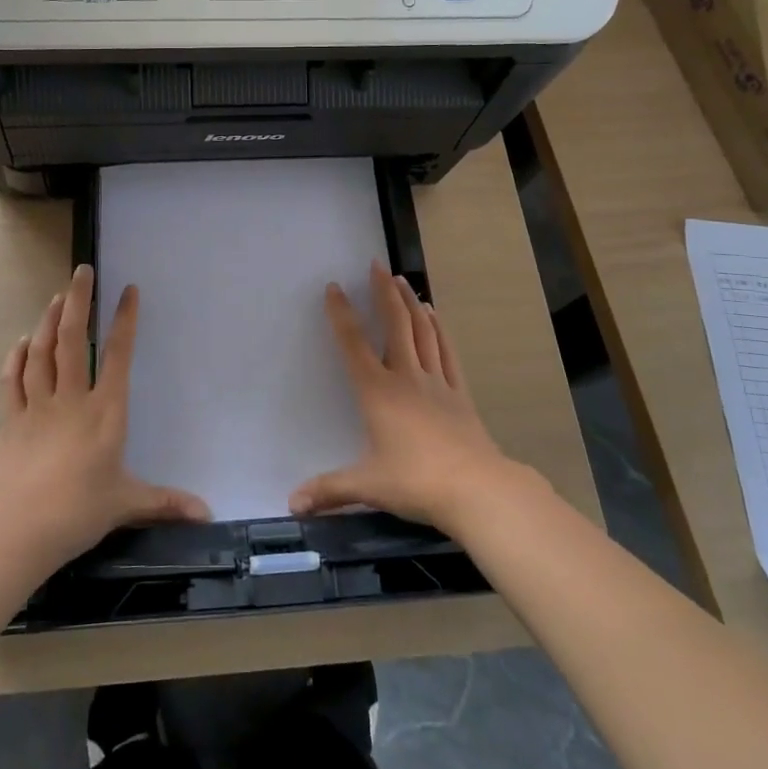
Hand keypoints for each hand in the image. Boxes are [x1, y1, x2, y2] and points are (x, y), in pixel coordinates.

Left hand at [0, 265, 209, 567]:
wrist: (19, 528)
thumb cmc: (79, 510)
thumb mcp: (128, 503)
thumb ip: (166, 502)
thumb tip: (207, 514)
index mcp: (104, 411)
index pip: (117, 355)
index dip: (124, 320)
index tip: (128, 291)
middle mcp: (72, 399)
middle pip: (72, 339)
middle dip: (77, 301)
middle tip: (81, 272)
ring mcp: (38, 406)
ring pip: (42, 352)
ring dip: (48, 321)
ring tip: (56, 298)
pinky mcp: (12, 420)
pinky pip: (13, 379)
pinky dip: (17, 356)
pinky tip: (22, 341)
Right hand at [290, 261, 519, 532]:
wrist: (476, 488)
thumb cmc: (416, 481)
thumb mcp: (367, 485)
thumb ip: (329, 489)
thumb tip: (291, 503)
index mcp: (378, 392)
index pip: (354, 345)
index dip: (342, 314)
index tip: (333, 287)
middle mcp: (406, 377)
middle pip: (395, 325)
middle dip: (384, 293)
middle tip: (378, 265)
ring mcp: (436, 382)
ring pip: (422, 332)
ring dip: (411, 303)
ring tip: (403, 280)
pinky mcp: (459, 393)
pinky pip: (446, 351)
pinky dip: (439, 329)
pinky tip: (435, 315)